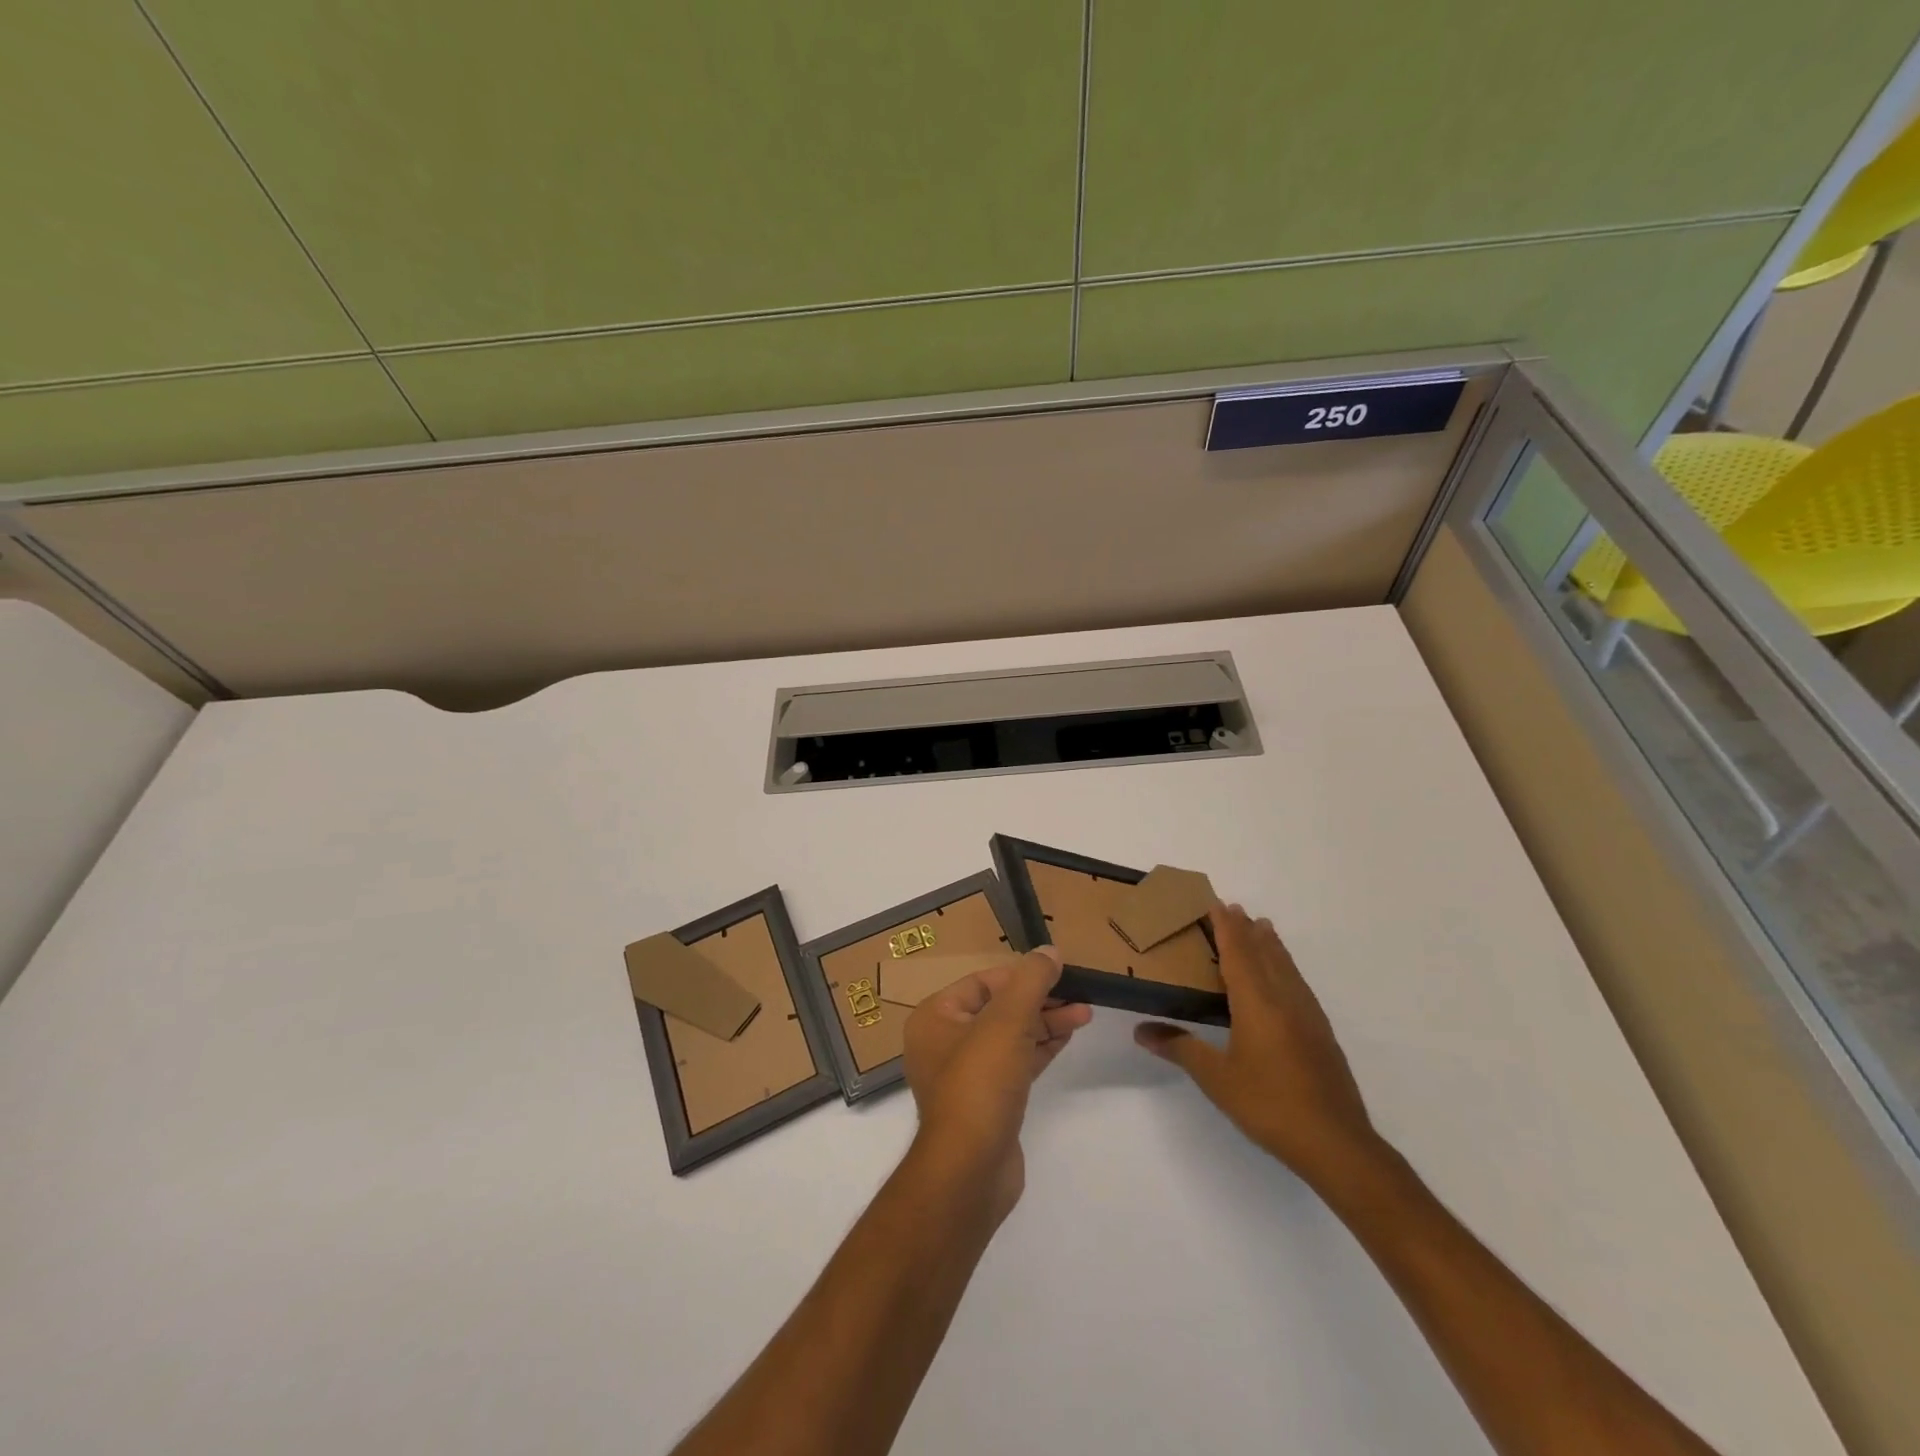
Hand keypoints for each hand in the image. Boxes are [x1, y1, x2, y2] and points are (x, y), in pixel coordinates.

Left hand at [902, 947, 1092, 1223]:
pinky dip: (1040, 1048)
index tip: (1057, 971)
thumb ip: (1030, 981)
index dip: (1021, 975)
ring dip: (1045, 1023)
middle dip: (1039, 999)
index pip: (982, 982)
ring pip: (1010, 1036)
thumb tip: (1049, 950)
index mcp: (935, 1017)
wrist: (970, 1170)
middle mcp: (944, 1042)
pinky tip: (1068, 1038)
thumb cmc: (980, 1082)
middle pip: (998, 1008)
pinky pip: (1015, 1063)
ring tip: (1084, 1013)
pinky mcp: (988, 1102)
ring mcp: (966, 1075)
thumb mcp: (1007, 1021)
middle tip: (1078, 994)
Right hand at [1135, 904, 1379, 1185]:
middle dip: (1248, 929)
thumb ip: (1181, 1049)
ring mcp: (1308, 1016)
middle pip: (1265, 953)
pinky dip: (1286, 967)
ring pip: (1287, 967)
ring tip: (1262, 927)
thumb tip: (1142, 1030)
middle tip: (1234, 907)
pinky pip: (1299, 984)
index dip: (1227, 927)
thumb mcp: (1217, 1079)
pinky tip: (1286, 978)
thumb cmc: (1269, 1105)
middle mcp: (1285, 1000)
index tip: (1217, 903)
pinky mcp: (1322, 1034)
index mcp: (1257, 1003)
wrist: (1336, 1143)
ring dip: (1271, 944)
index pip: (1239, 953)